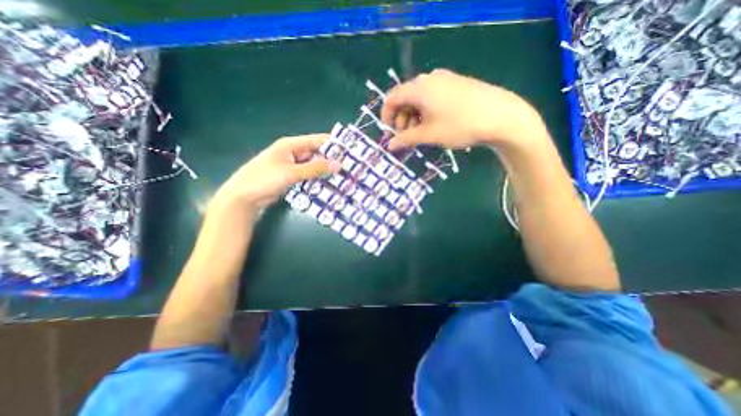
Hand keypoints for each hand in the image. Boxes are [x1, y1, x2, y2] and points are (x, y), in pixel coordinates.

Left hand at [213, 134, 339, 210]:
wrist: (244, 197)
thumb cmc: (264, 179)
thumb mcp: (291, 173)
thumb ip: (315, 168)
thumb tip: (338, 164)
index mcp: (291, 145)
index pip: (317, 140)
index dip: (332, 144)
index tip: (350, 150)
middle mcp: (293, 152)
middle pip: (316, 153)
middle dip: (331, 159)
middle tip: (349, 167)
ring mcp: (292, 165)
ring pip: (313, 165)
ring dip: (325, 170)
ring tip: (343, 176)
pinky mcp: (292, 177)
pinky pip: (308, 175)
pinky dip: (317, 178)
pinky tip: (329, 183)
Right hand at [382, 68, 542, 150]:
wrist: (500, 116)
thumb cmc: (459, 125)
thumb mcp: (428, 135)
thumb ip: (406, 139)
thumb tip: (389, 146)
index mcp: (419, 88)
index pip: (392, 98)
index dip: (386, 115)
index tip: (388, 132)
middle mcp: (429, 78)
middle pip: (405, 98)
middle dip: (401, 119)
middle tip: (406, 137)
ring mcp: (444, 79)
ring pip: (419, 98)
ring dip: (414, 117)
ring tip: (420, 134)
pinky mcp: (456, 84)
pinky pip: (432, 96)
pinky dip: (426, 111)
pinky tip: (434, 124)